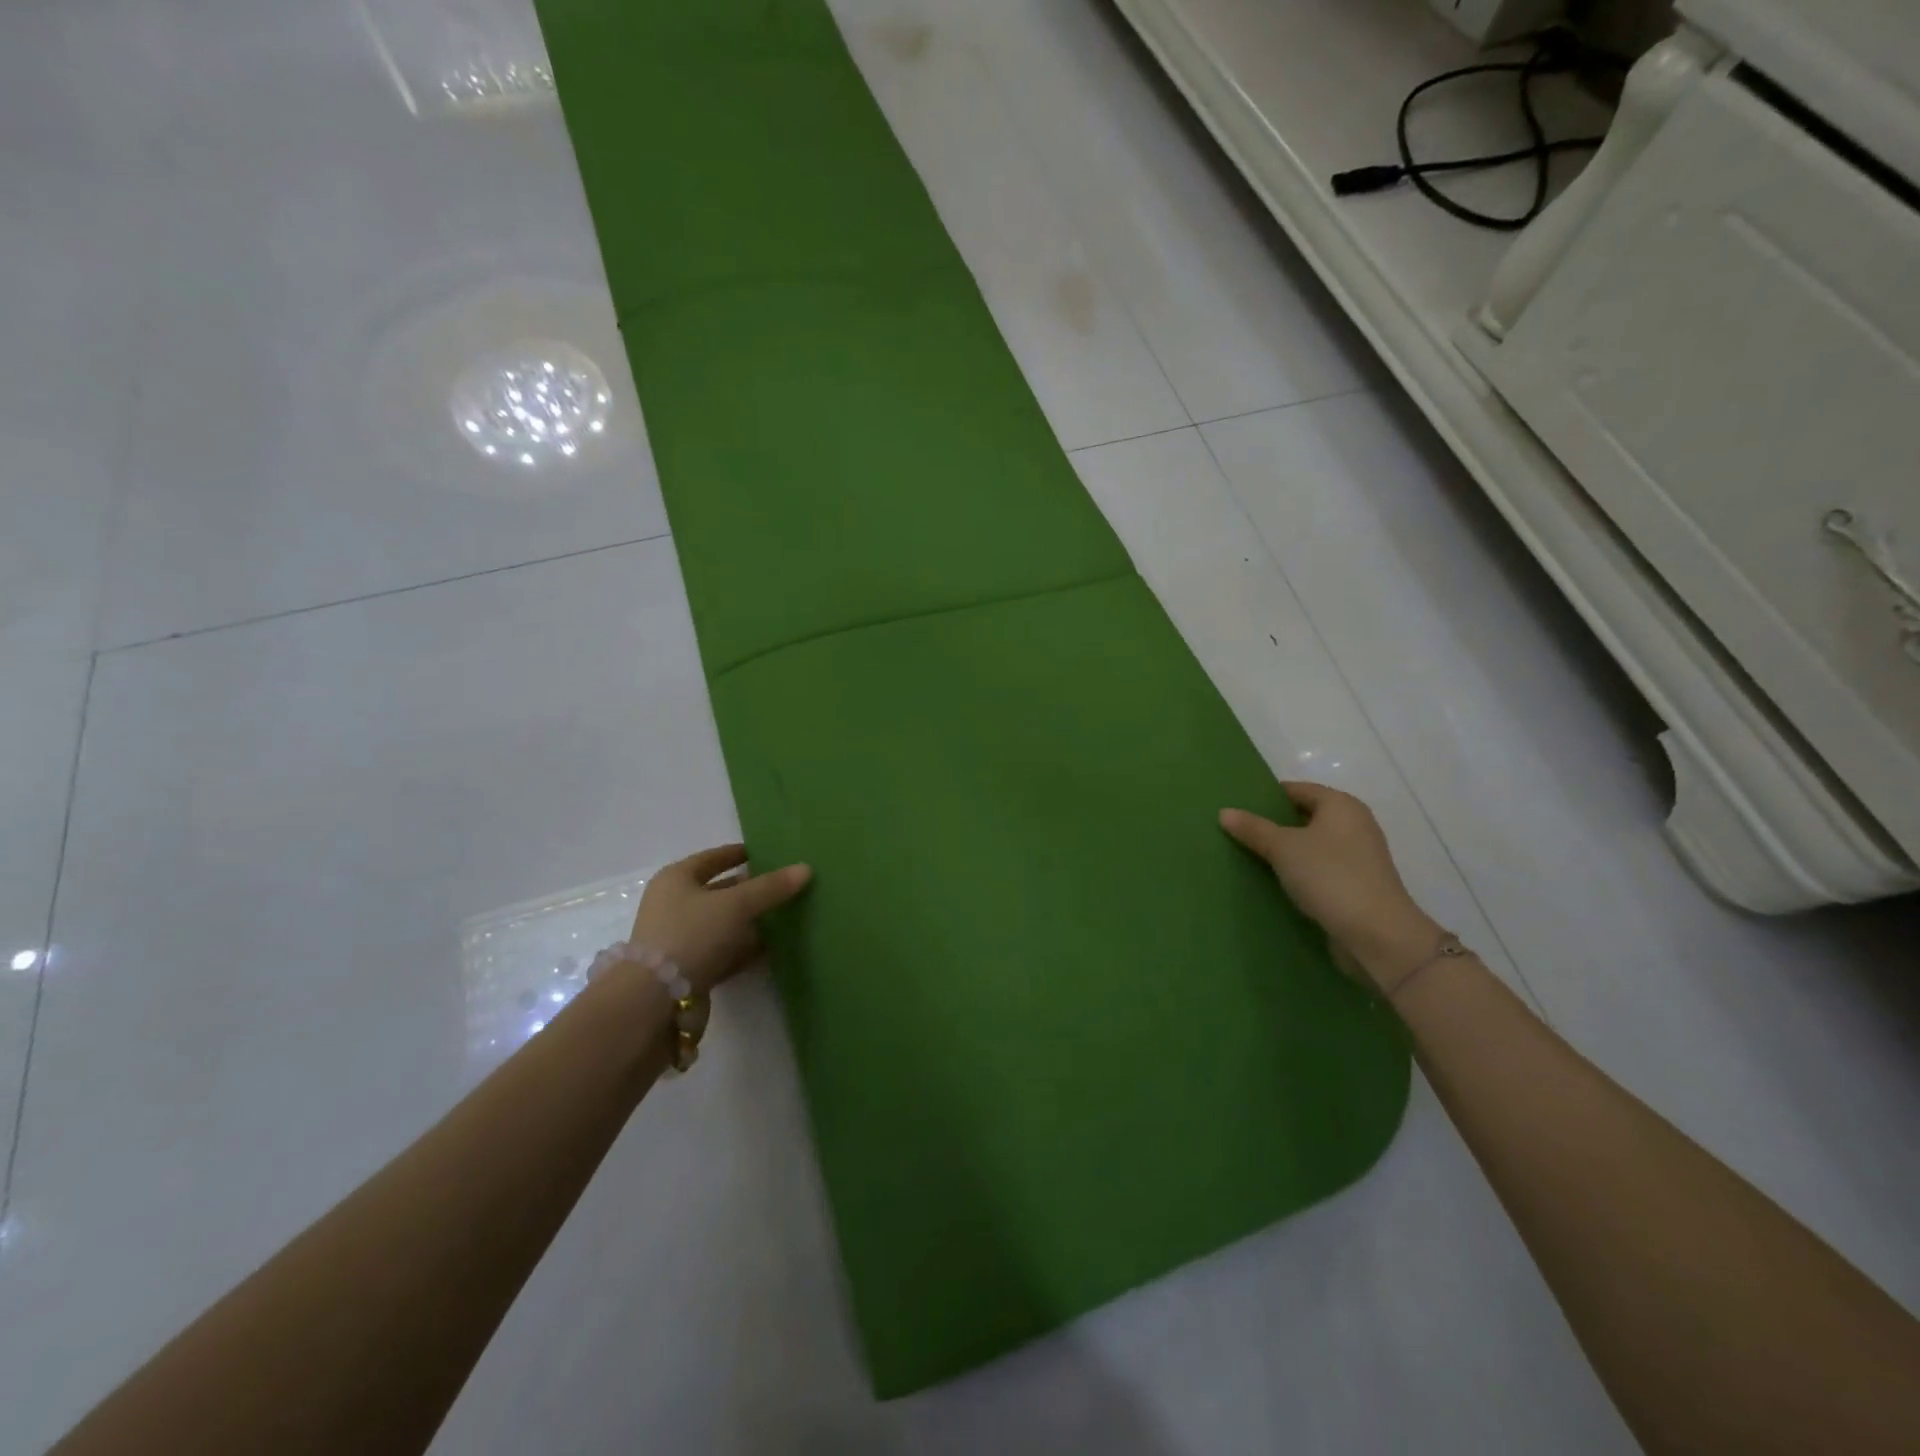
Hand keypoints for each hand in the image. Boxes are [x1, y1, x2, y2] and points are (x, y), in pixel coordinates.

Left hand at [628, 844, 811, 992]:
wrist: (656, 1000)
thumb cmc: (692, 934)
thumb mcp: (736, 905)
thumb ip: (771, 887)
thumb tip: (806, 868)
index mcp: (676, 879)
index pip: (713, 858)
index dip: (738, 853)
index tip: (766, 852)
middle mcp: (673, 905)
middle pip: (719, 891)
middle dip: (750, 889)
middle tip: (784, 885)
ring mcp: (680, 939)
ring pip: (723, 923)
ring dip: (750, 921)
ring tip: (786, 915)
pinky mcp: (689, 969)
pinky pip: (724, 950)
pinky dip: (745, 948)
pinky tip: (773, 948)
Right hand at [1220, 784, 1439, 993]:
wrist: (1377, 936)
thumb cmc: (1330, 877)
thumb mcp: (1284, 848)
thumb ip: (1253, 829)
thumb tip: (1224, 812)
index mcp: (1341, 806)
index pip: (1297, 790)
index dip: (1267, 796)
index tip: (1237, 806)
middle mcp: (1354, 826)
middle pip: (1304, 817)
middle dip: (1272, 825)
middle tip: (1236, 831)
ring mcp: (1357, 858)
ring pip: (1310, 846)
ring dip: (1283, 852)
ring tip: (1247, 856)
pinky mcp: (1355, 886)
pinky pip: (1318, 870)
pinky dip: (1297, 873)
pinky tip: (1272, 882)